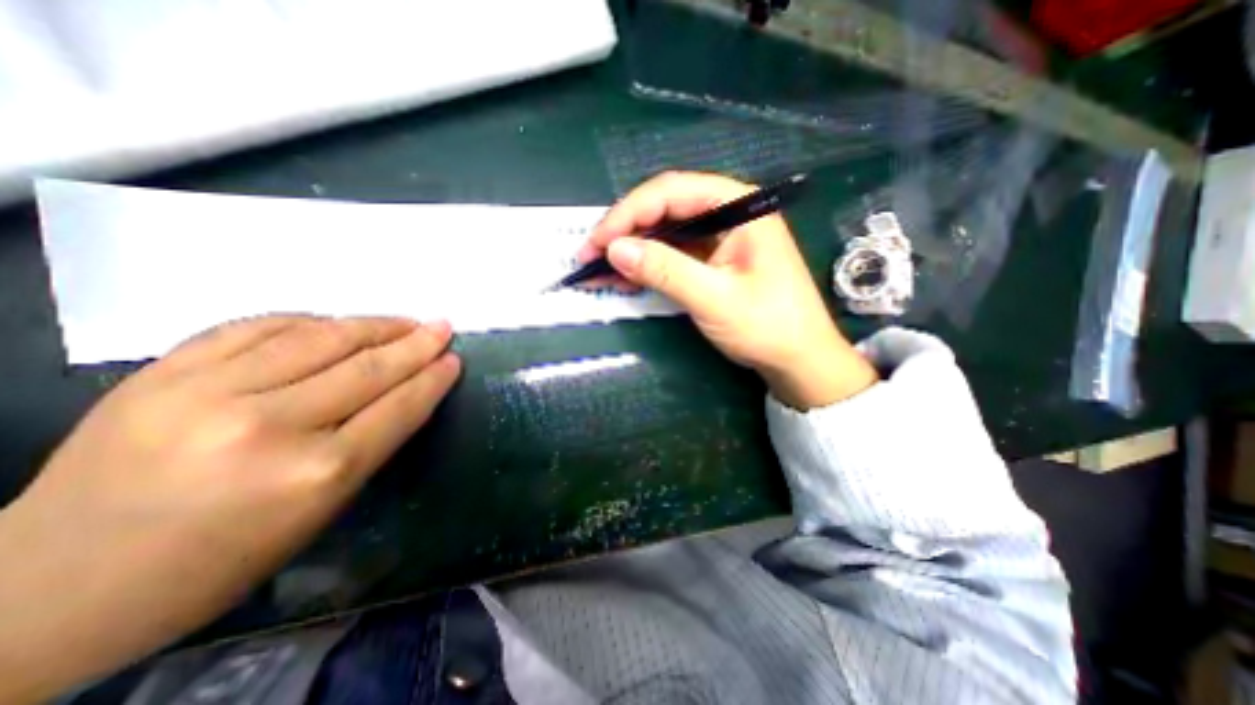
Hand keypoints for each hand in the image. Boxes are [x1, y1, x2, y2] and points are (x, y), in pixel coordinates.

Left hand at [0, 314, 459, 703]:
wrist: (50, 588)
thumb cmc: (220, 560)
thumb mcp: (320, 510)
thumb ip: (370, 444)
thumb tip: (406, 393)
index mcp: (317, 473)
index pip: (398, 407)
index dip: (433, 379)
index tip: (454, 359)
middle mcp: (270, 426)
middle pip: (368, 368)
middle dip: (415, 345)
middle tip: (442, 326)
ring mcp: (209, 393)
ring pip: (319, 338)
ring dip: (373, 325)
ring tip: (403, 321)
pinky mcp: (163, 373)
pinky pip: (258, 327)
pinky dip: (308, 321)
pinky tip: (334, 323)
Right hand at [583, 171, 873, 408]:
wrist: (798, 359)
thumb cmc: (768, 326)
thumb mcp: (714, 298)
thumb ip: (665, 270)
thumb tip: (614, 250)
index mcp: (738, 205)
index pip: (671, 192)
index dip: (627, 214)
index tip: (596, 243)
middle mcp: (727, 212)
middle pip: (664, 208)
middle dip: (624, 231)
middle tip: (589, 256)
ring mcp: (719, 237)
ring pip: (664, 232)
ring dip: (631, 249)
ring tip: (597, 269)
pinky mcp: (712, 260)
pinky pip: (672, 253)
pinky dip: (647, 265)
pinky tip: (624, 277)